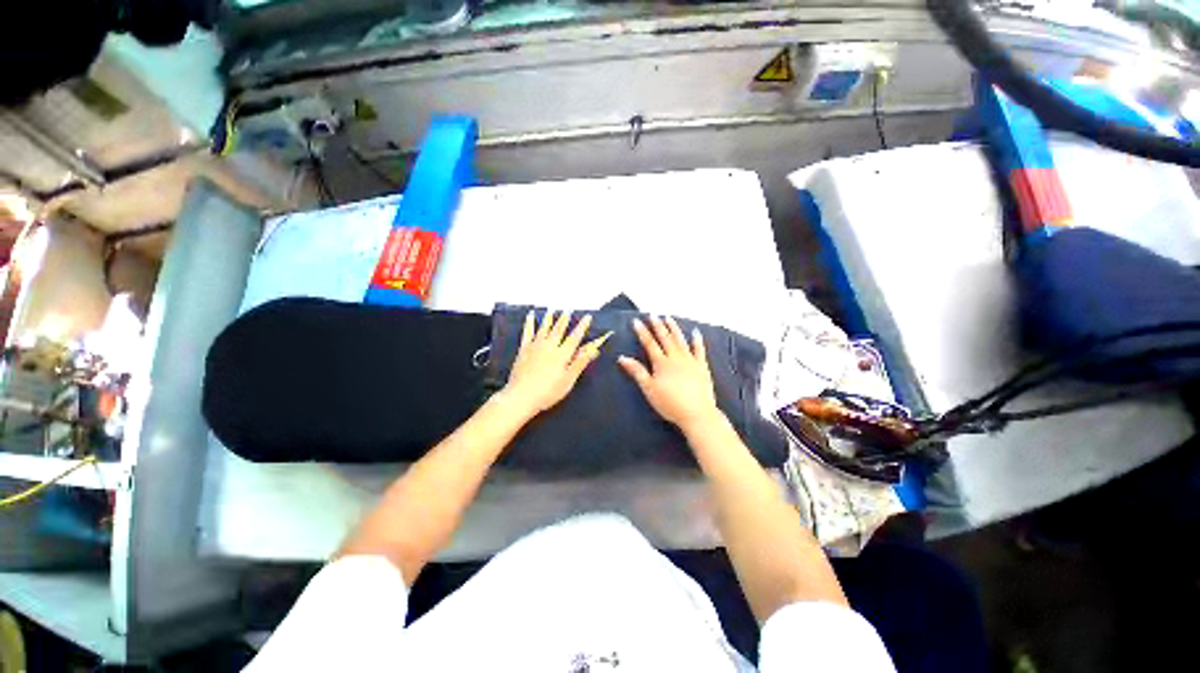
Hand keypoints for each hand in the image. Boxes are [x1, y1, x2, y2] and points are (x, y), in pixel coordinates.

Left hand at [501, 310, 611, 417]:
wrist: (521, 396)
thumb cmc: (548, 391)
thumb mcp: (568, 380)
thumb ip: (580, 362)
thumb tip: (593, 350)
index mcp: (562, 354)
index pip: (575, 337)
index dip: (582, 326)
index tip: (587, 317)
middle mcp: (549, 346)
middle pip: (559, 329)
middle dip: (565, 318)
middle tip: (569, 309)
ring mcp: (535, 346)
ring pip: (544, 328)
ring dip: (549, 318)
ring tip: (552, 309)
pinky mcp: (524, 349)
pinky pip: (527, 332)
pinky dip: (529, 323)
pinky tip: (530, 316)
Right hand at [618, 316, 722, 431]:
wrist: (697, 413)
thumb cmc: (670, 403)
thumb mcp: (649, 389)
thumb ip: (637, 372)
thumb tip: (622, 358)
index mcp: (661, 363)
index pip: (649, 343)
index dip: (642, 332)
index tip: (636, 321)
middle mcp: (675, 357)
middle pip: (665, 338)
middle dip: (657, 326)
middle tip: (652, 315)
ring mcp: (690, 360)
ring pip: (680, 340)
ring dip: (674, 328)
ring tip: (668, 318)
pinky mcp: (702, 366)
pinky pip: (699, 349)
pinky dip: (697, 340)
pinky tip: (695, 332)